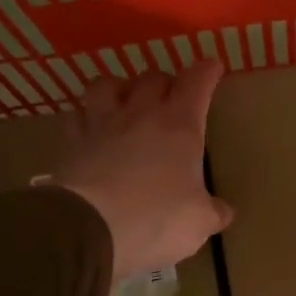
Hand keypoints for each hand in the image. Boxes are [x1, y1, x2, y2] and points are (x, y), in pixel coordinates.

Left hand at [53, 59, 233, 280]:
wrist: (91, 229)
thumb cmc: (157, 220)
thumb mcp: (199, 222)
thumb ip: (213, 212)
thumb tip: (223, 211)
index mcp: (180, 127)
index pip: (197, 84)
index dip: (206, 72)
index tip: (213, 66)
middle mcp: (140, 115)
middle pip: (152, 78)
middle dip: (166, 82)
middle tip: (172, 96)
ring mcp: (101, 125)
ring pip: (107, 84)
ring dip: (120, 87)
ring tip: (126, 101)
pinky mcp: (72, 143)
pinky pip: (78, 116)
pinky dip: (87, 117)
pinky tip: (92, 128)